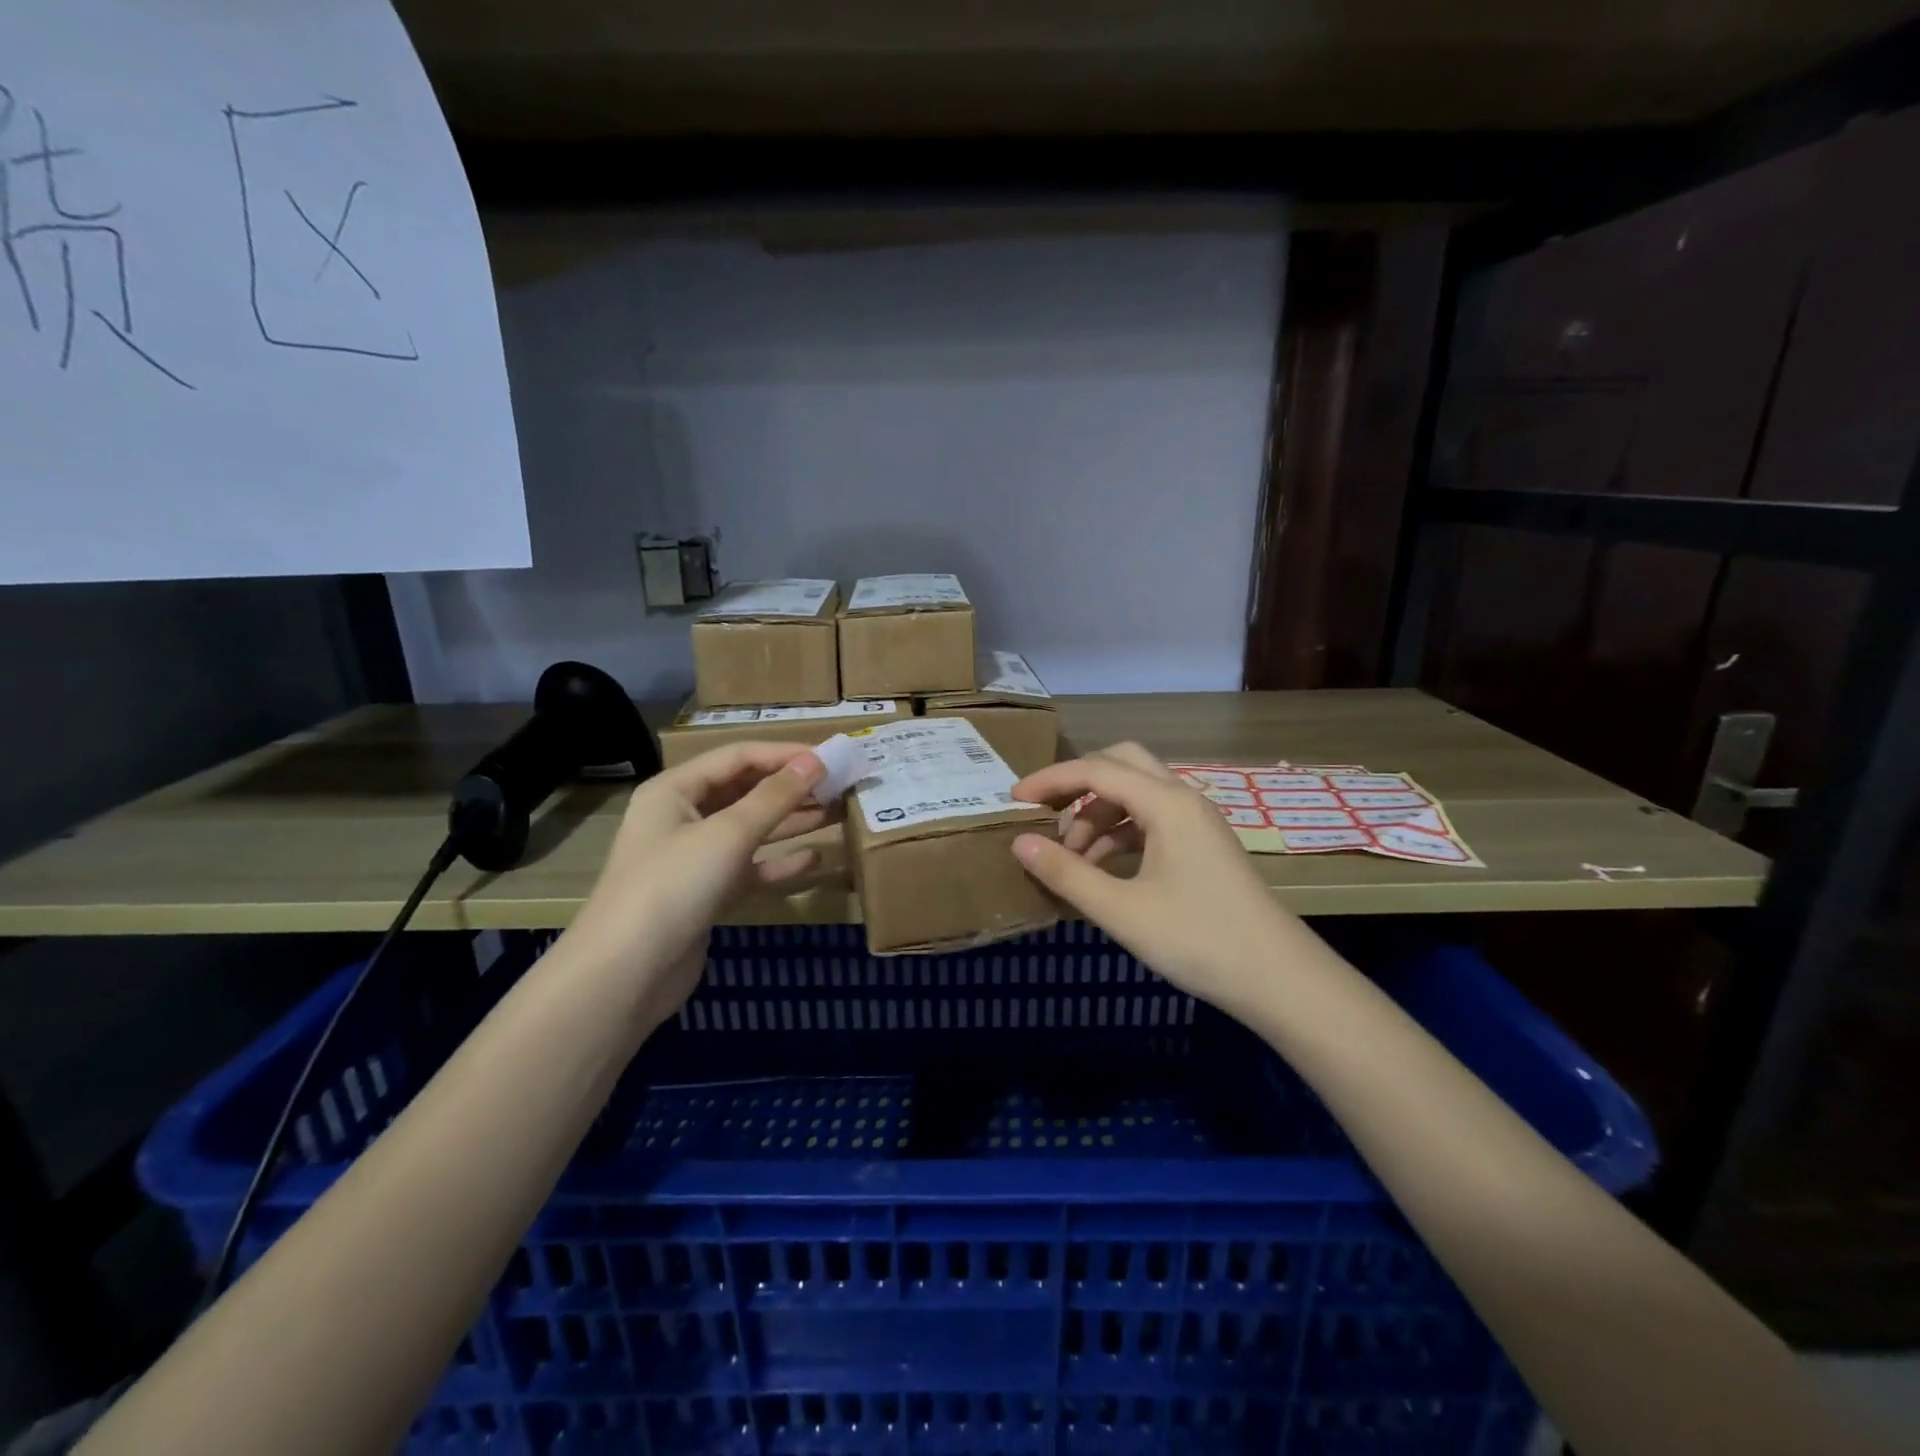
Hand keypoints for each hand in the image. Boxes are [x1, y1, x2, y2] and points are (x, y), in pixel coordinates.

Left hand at [560, 742, 831, 1024]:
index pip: (738, 756)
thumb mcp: (728, 833)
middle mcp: (682, 816)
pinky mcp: (706, 892)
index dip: (785, 754)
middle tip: (840, 785)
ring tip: (837, 812)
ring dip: (791, 820)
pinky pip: (749, 867)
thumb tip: (816, 761)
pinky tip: (814, 859)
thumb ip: (775, 796)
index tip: (832, 758)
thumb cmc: (674, 886)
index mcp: (675, 789)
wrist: (627, 974)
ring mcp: (694, 857)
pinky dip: (778, 861)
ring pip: (750, 828)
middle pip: (745, 790)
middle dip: (791, 786)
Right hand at [1009, 742, 1307, 1017]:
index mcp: (1167, 803)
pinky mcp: (1202, 846)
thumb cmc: (1198, 940)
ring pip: (1136, 795)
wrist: (1279, 979)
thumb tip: (1020, 841)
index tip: (1013, 800)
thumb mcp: (1122, 910)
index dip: (1050, 780)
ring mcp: (1197, 822)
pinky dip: (1120, 835)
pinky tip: (1102, 872)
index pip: (1096, 770)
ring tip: (1070, 861)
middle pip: (1121, 765)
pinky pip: (1151, 821)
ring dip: (1098, 816)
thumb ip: (1067, 873)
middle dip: (1078, 786)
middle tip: (1047, 817)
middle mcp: (1183, 799)